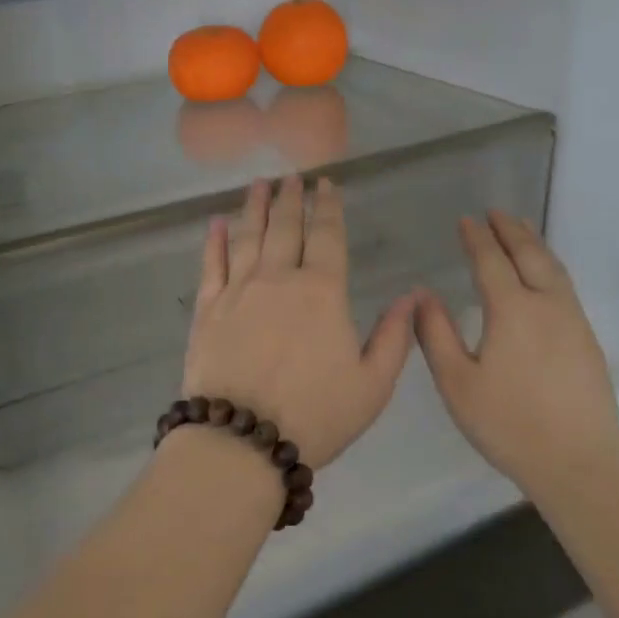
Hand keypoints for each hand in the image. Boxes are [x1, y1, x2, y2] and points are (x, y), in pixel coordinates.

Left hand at [181, 176, 416, 469]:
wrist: (241, 441)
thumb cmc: (315, 415)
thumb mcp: (372, 385)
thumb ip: (395, 337)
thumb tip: (412, 296)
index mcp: (322, 292)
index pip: (327, 236)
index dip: (328, 207)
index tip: (326, 184)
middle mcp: (278, 278)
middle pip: (285, 227)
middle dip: (290, 198)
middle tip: (291, 176)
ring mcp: (238, 290)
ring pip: (248, 237)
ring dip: (255, 208)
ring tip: (258, 185)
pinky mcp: (207, 309)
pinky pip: (211, 264)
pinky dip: (214, 240)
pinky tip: (216, 223)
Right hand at [415, 212, 618, 487]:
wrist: (578, 463)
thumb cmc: (508, 424)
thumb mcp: (457, 383)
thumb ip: (435, 334)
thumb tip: (422, 295)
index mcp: (512, 310)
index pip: (491, 261)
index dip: (477, 238)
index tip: (466, 220)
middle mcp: (547, 305)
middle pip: (530, 254)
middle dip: (511, 230)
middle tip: (496, 212)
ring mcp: (573, 321)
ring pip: (553, 268)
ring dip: (534, 244)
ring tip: (520, 230)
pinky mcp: (587, 339)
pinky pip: (565, 286)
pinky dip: (549, 266)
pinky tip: (543, 276)